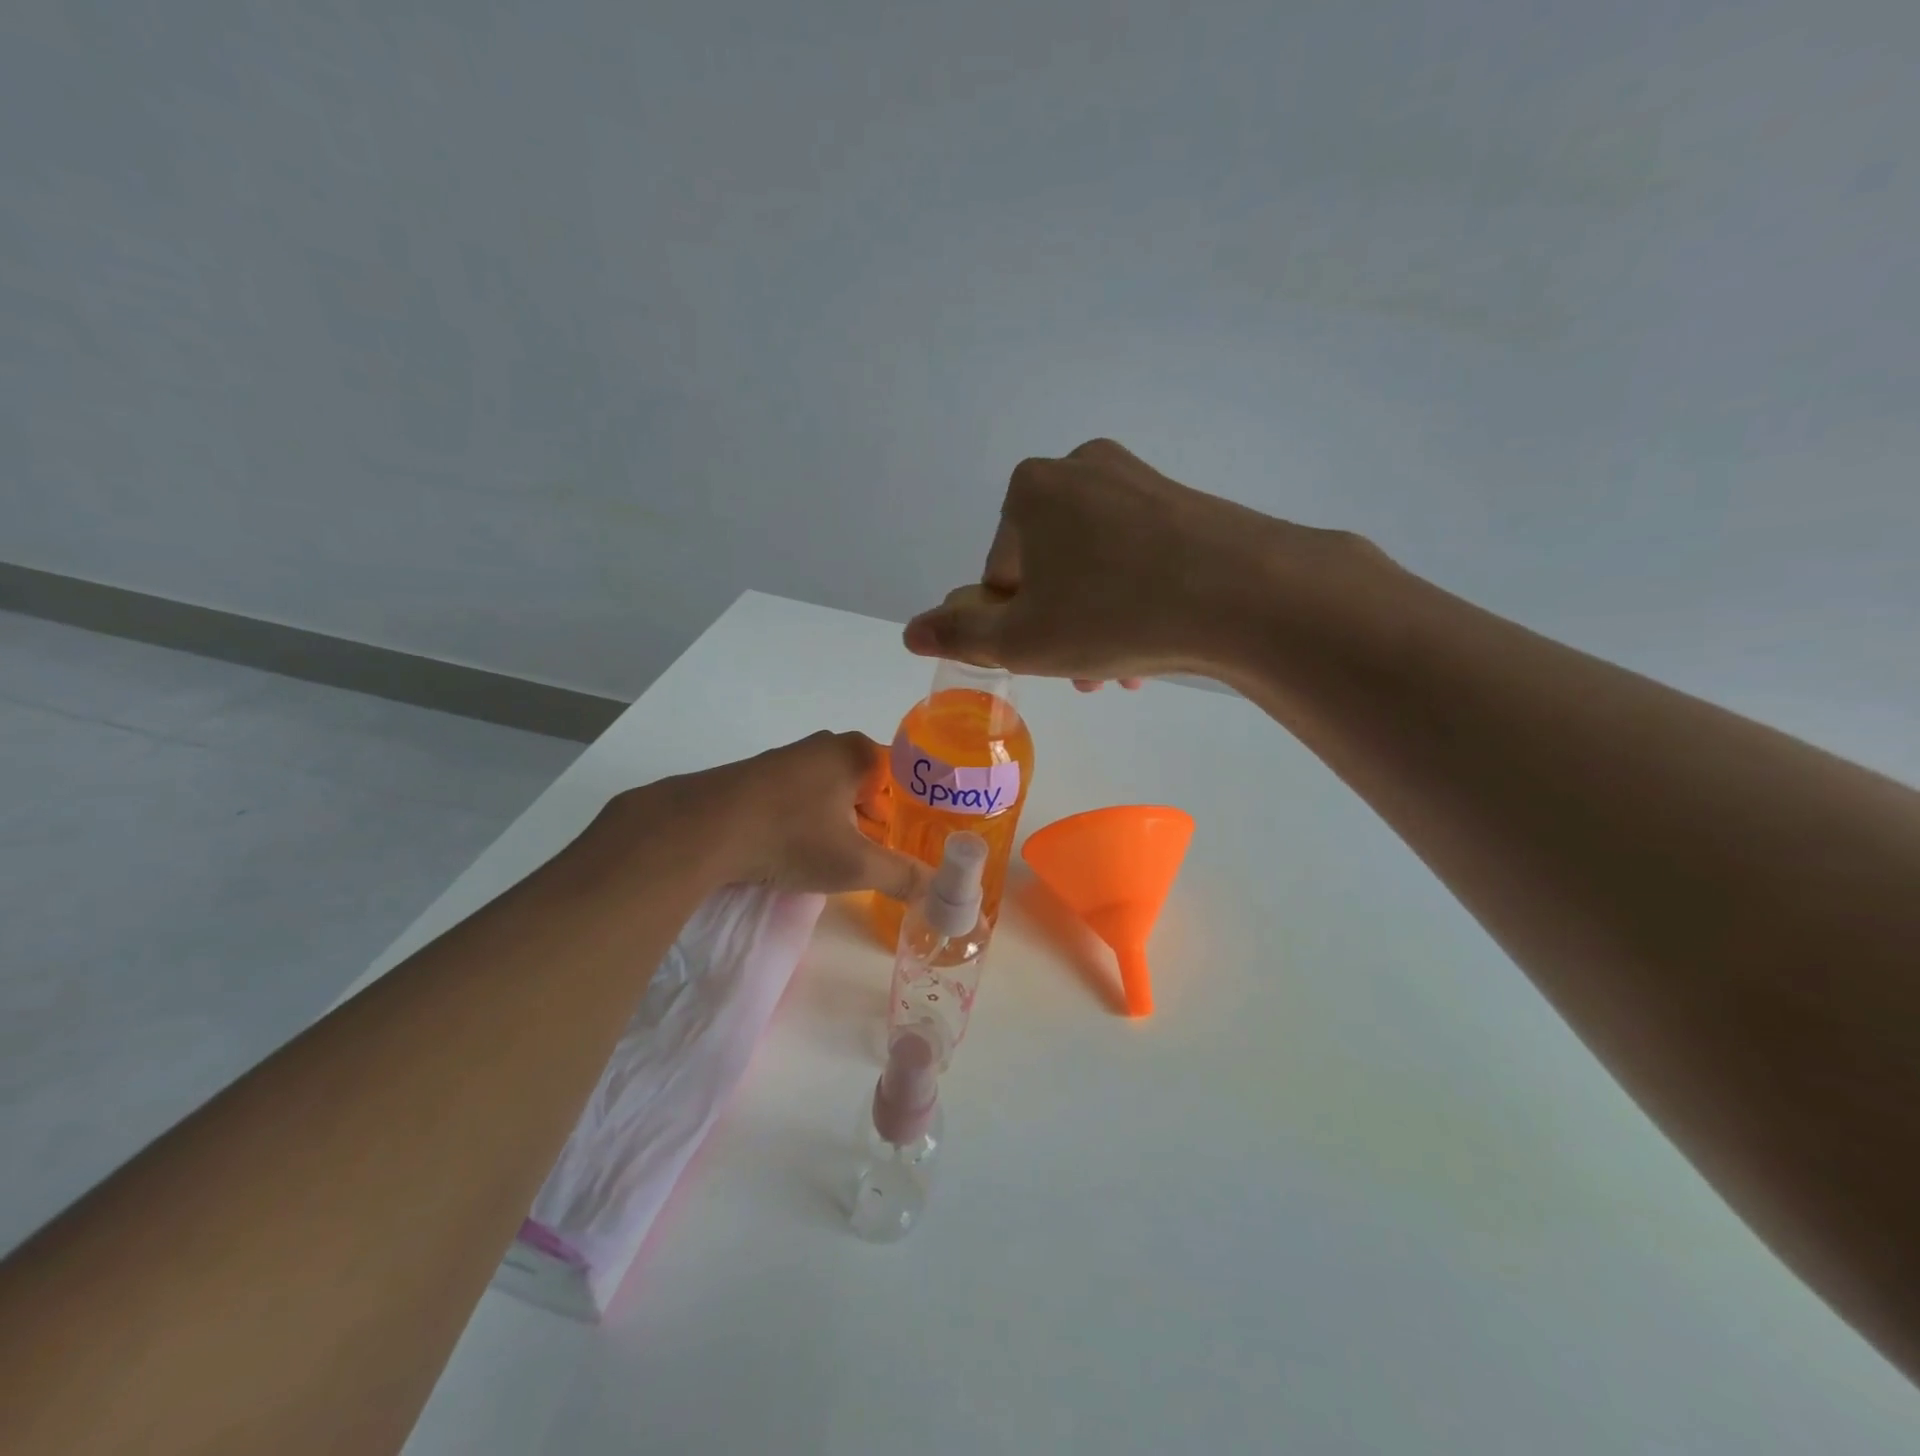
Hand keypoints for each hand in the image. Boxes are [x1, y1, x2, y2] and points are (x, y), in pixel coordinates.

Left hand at [618, 732, 928, 900]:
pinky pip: (804, 795)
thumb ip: (902, 876)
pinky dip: (812, 819)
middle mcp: (827, 745)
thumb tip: (939, 893)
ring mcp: (790, 757)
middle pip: (871, 784)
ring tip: (844, 858)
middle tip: (883, 856)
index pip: (907, 776)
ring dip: (844, 821)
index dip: (916, 810)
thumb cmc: (791, 836)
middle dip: (879, 820)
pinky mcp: (760, 775)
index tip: (918, 842)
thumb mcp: (854, 864)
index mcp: (857, 753)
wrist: (702, 829)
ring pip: (835, 790)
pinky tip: (801, 848)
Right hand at [902, 439, 1322, 686]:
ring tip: (1123, 671)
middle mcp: (1080, 468)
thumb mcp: (1023, 640)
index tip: (1049, 656)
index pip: (1001, 573)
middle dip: (1060, 625)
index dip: (1017, 624)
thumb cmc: (1114, 615)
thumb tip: (909, 631)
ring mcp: (1137, 479)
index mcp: (1030, 490)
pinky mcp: (1183, 500)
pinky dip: (1135, 598)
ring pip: (1095, 565)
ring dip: (1096, 621)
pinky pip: (1138, 555)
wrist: (1248, 594)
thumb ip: (960, 635)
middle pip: (1049, 567)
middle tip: (1087, 675)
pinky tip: (1155, 640)